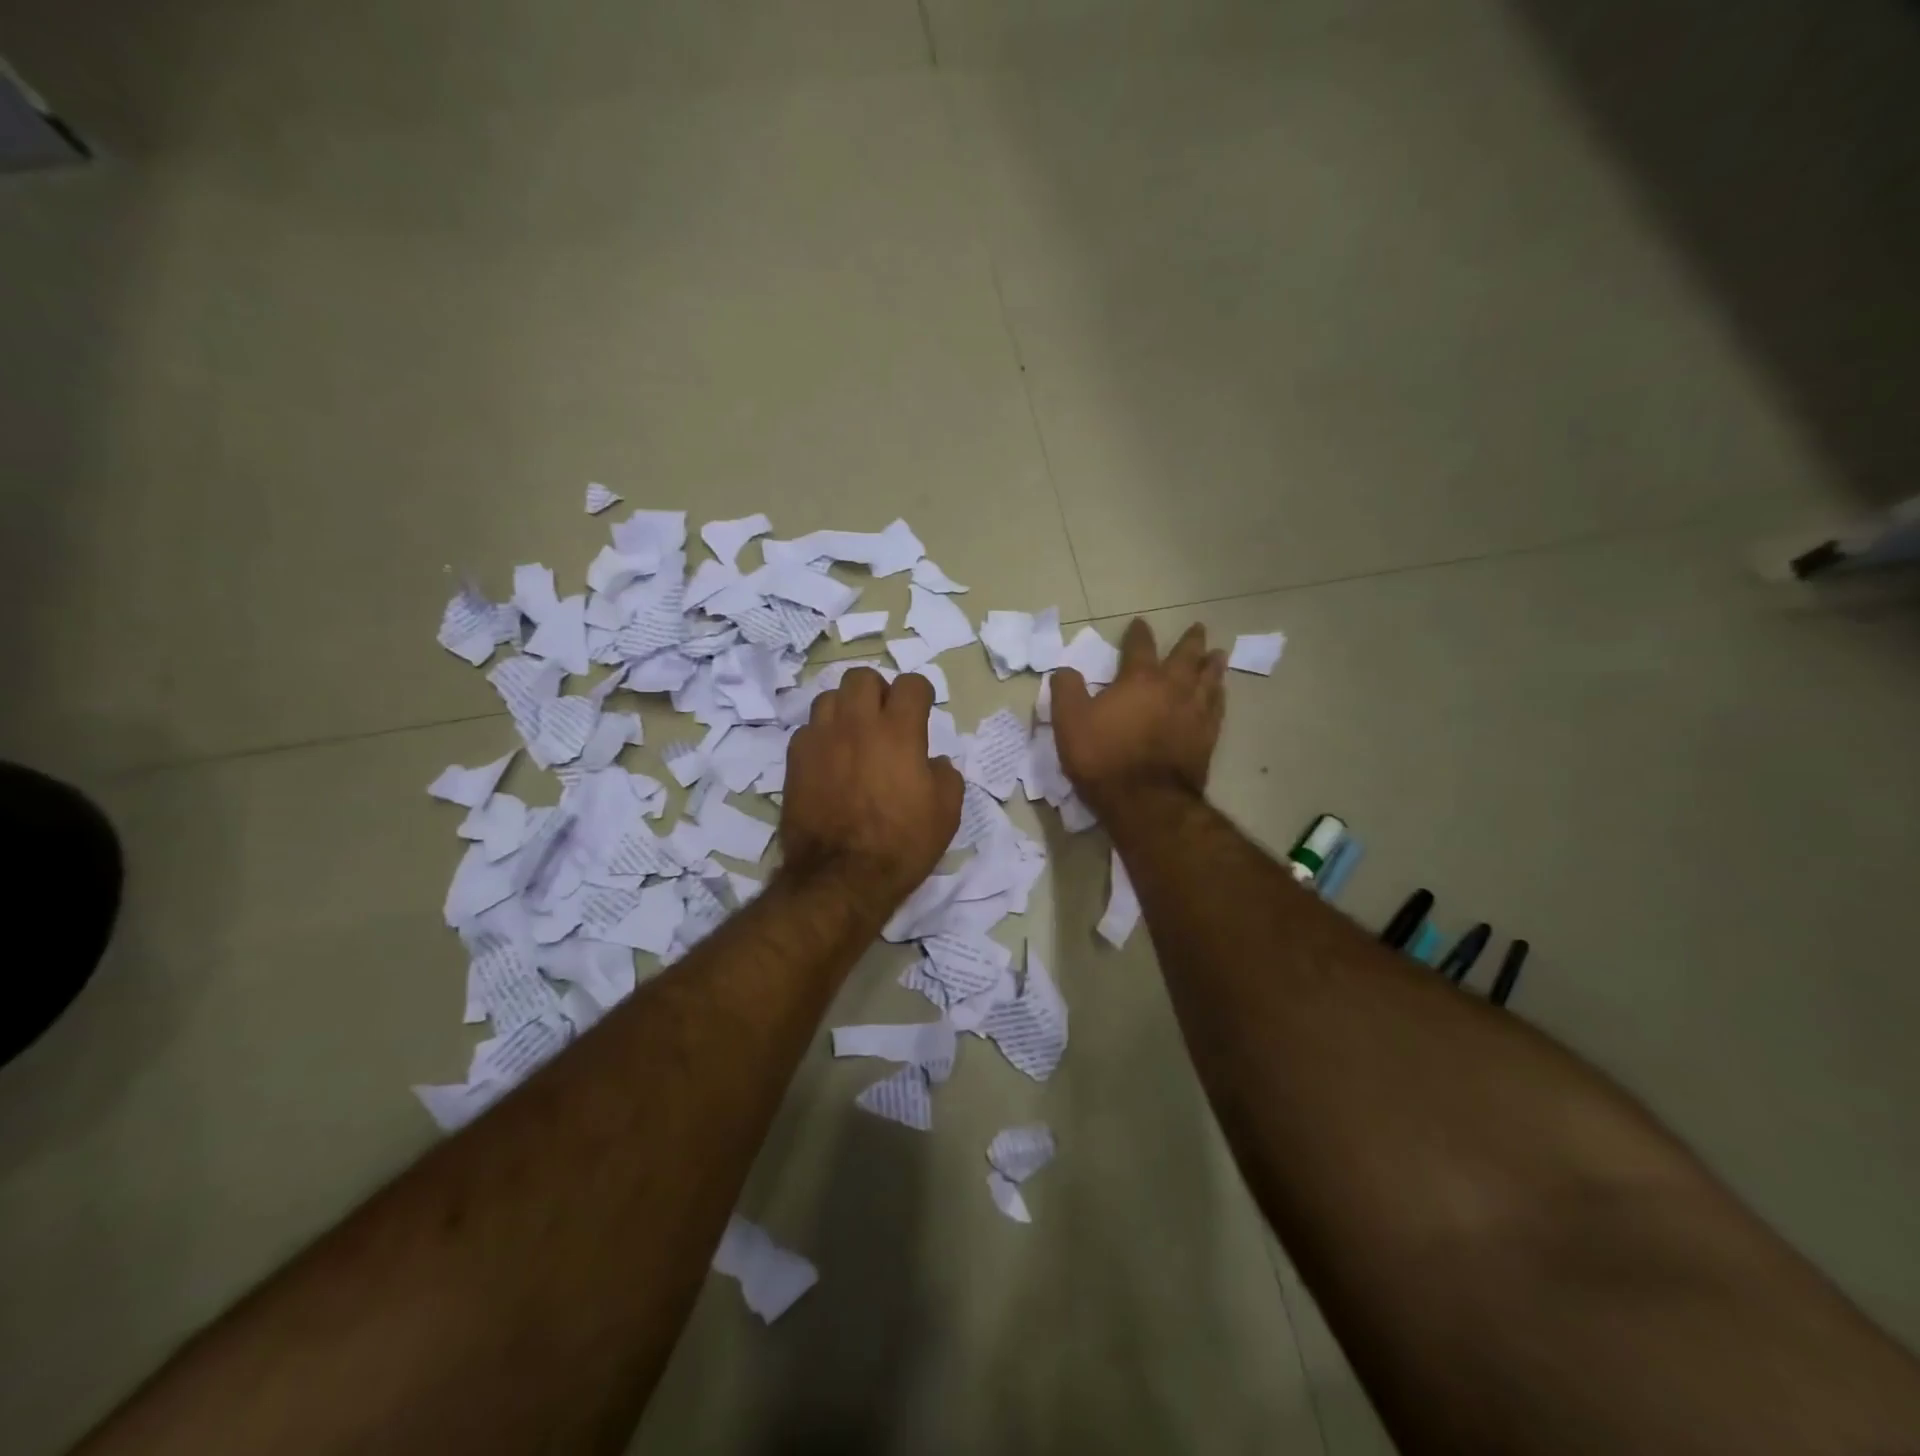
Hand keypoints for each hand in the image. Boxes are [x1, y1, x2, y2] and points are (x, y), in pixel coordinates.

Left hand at [779, 668, 963, 909]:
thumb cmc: (901, 844)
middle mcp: (857, 724)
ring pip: (828, 697)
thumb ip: (945, 774)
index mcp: (899, 731)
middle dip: (878, 691)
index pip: (911, 684)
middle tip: (885, 718)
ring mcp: (821, 739)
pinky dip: (821, 737)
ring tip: (853, 735)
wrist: (841, 877)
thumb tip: (931, 761)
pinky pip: (807, 730)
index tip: (922, 712)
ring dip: (845, 709)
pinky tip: (830, 760)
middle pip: (862, 678)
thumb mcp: (946, 813)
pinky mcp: (795, 760)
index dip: (920, 695)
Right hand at [1052, 619, 1225, 818]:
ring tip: (1219, 654)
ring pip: (1209, 680)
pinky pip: (1217, 708)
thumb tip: (1065, 670)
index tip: (1140, 622)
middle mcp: (1172, 688)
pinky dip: (1219, 696)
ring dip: (1213, 665)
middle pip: (1186, 657)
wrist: (1145, 800)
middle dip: (1190, 641)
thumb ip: (1066, 690)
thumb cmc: (1103, 757)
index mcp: (1139, 679)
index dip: (1138, 633)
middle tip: (1199, 628)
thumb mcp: (1069, 722)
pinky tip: (1220, 694)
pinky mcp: (1206, 738)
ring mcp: (1194, 713)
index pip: (1139, 647)